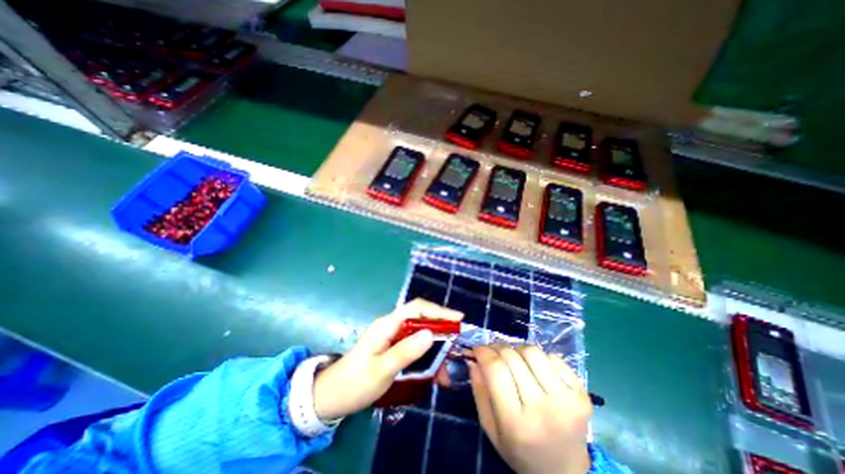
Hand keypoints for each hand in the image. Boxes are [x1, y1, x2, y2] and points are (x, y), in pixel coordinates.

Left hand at [314, 302, 464, 420]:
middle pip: (422, 320)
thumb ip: (405, 351)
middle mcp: (392, 327)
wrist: (332, 397)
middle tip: (457, 345)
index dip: (438, 311)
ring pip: (421, 336)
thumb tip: (431, 333)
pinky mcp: (394, 349)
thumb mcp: (381, 369)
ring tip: (447, 368)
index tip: (458, 320)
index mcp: (388, 325)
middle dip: (441, 331)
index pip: (417, 308)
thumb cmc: (355, 382)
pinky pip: (415, 348)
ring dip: (436, 349)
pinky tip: (435, 374)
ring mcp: (393, 338)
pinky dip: (427, 358)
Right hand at [468, 344, 591, 472]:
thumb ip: (479, 391)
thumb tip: (474, 358)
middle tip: (492, 351)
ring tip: (515, 360)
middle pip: (513, 357)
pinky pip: (554, 358)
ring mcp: (566, 400)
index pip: (496, 371)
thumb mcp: (491, 428)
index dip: (484, 353)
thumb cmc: (521, 451)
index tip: (477, 349)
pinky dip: (540, 358)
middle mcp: (543, 409)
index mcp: (516, 423)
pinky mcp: (582, 394)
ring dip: (518, 350)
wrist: (566, 472)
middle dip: (497, 348)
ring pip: (533, 352)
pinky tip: (536, 370)